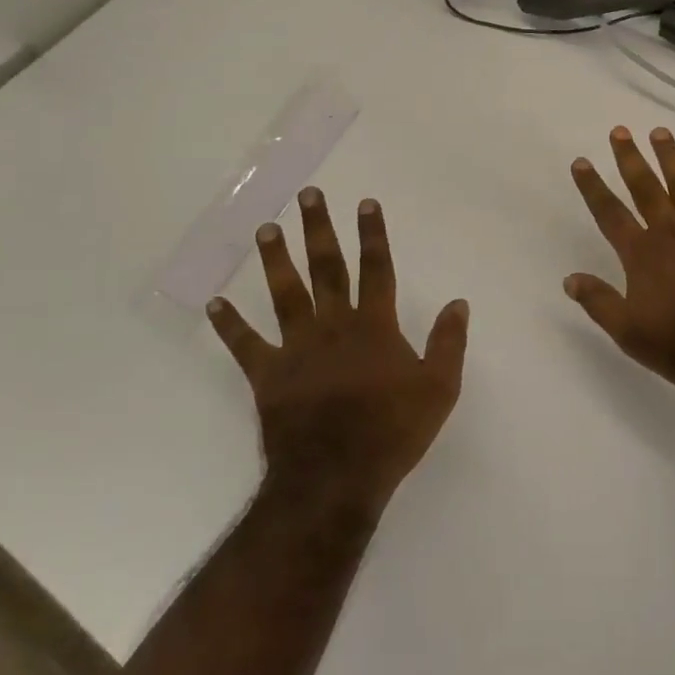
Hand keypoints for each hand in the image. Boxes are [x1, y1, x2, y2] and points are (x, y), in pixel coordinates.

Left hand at [207, 189, 467, 509]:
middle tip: (308, 196)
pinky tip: (215, 304)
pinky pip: (245, 345)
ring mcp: (297, 348)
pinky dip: (229, 325)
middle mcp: (334, 325)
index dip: (373, 234)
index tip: (366, 203)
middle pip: (327, 268)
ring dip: (275, 259)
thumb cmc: (392, 432)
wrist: (336, 479)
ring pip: (285, 293)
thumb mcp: (439, 389)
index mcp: (374, 326)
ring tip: (266, 228)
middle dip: (319, 229)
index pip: (376, 268)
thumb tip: (459, 302)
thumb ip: (449, 342)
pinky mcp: (269, 375)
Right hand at [565, 126, 674, 395]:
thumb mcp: (630, 333)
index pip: (610, 213)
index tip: (581, 161)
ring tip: (660, 132)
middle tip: (620, 130)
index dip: (593, 187)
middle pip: (645, 188)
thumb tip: (569, 278)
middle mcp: (671, 232)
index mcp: (642, 254)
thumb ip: (599, 302)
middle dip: (630, 159)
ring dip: (672, 158)